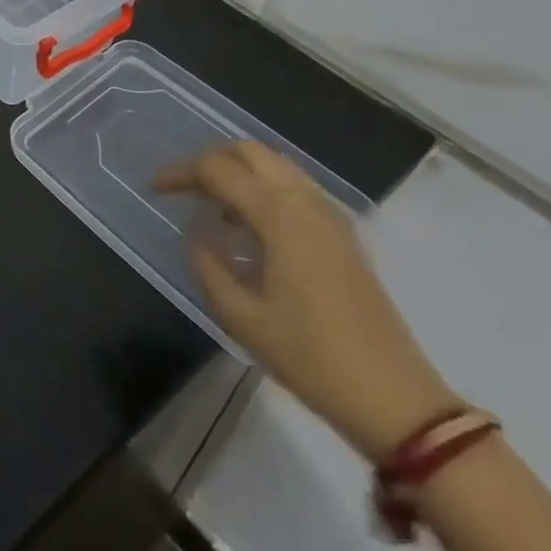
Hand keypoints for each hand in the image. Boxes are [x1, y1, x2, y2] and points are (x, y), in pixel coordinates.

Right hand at [152, 141, 455, 461]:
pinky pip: (295, 186)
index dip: (180, 173)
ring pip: (275, 164)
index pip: (217, 170)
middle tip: (183, 186)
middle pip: (249, 151)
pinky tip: (249, 225)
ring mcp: (330, 215)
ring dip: (239, 170)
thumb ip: (208, 265)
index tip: (154, 188)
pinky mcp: (343, 234)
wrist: (395, 400)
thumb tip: (196, 232)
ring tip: (211, 203)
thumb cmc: (310, 357)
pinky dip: (264, 187)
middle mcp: (304, 201)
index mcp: (277, 214)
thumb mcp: (241, 317)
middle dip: (209, 160)